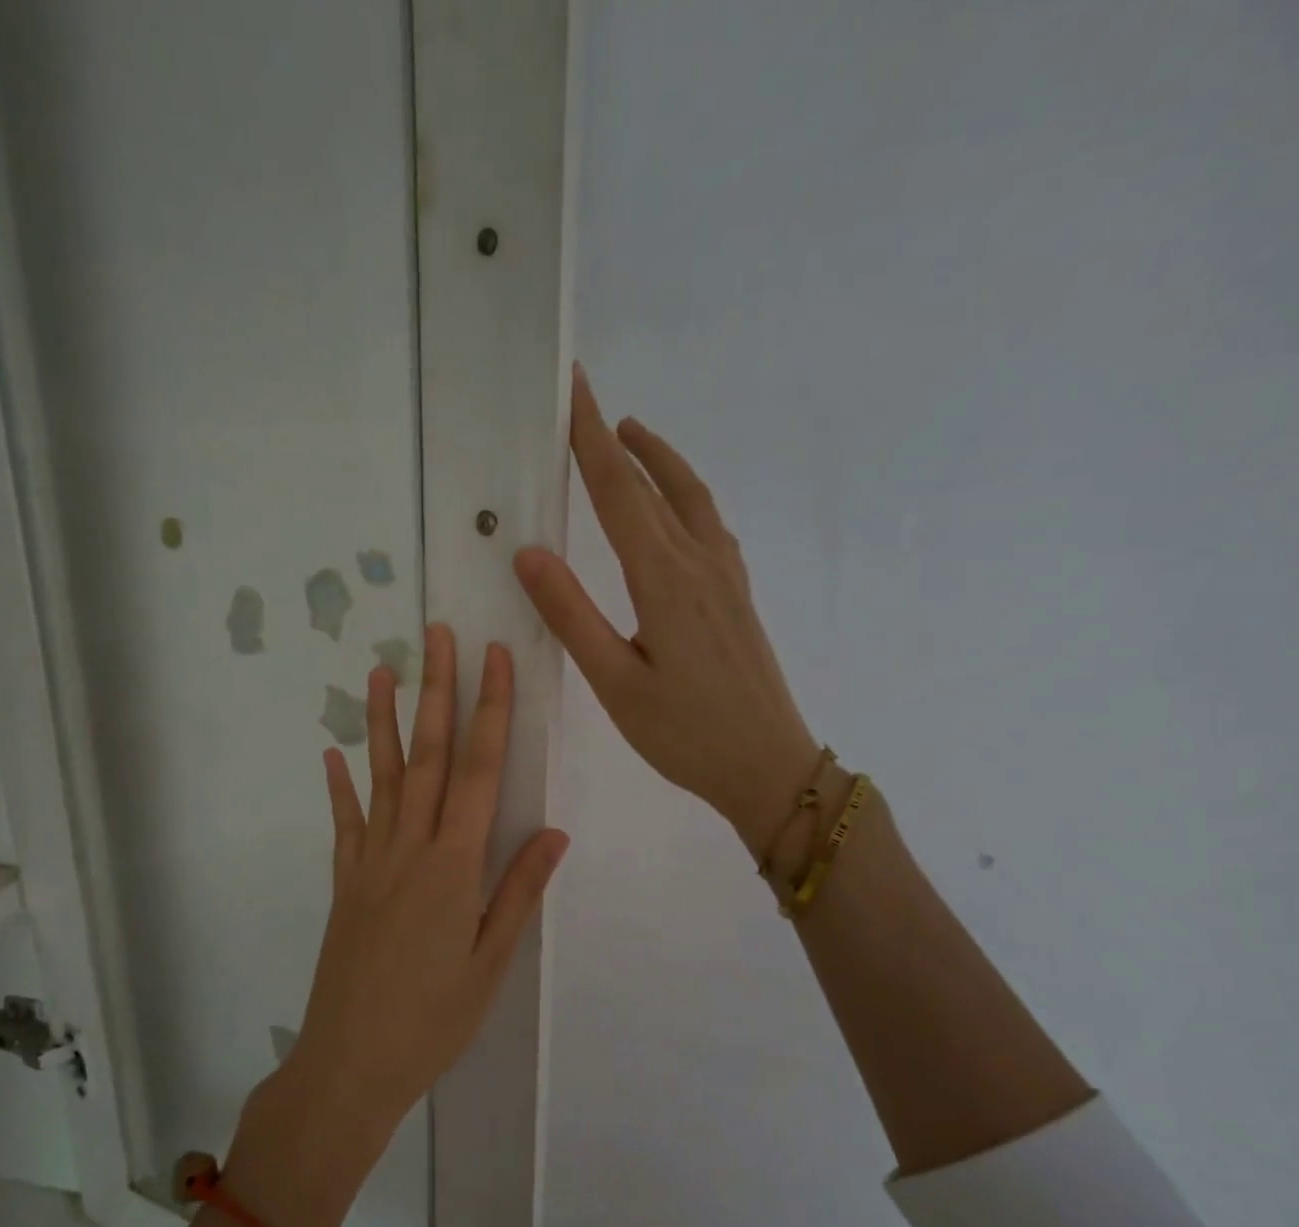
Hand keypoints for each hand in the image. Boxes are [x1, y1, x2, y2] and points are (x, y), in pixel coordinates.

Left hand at [282, 624, 569, 1141]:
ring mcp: (370, 862)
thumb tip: (555, 830)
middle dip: (435, 691)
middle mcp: (409, 849)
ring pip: (380, 777)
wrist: (350, 1063)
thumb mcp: (491, 962)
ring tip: (382, 670)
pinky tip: (331, 753)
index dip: (488, 710)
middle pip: (426, 756)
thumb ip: (519, 891)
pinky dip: (339, 786)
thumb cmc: (433, 1019)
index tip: (493, 658)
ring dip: (382, 721)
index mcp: (454, 865)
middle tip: (436, 635)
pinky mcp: (345, 883)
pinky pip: (344, 824)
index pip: (477, 770)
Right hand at [515, 365, 816, 858]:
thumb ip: (572, 616)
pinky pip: (710, 525)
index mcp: (663, 579)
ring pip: (691, 498)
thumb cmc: (685, 734)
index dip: (590, 438)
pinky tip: (678, 507)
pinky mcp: (738, 596)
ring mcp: (726, 577)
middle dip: (617, 438)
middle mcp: (699, 563)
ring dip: (659, 460)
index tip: (573, 388)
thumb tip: (529, 553)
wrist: (770, 766)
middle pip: (654, 484)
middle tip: (589, 401)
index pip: (617, 492)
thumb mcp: (615, 683)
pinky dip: (686, 495)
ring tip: (631, 436)